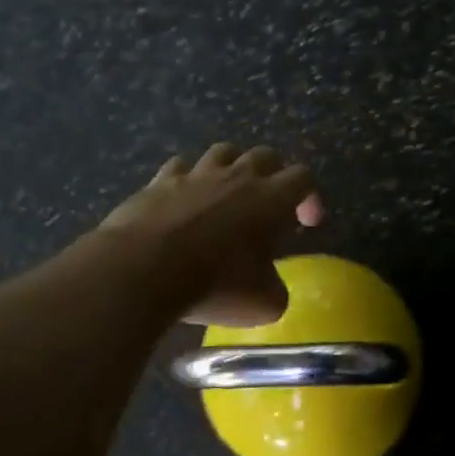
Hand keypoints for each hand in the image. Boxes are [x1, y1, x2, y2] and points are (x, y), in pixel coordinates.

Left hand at [99, 143, 323, 327]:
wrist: (144, 270)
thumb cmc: (215, 285)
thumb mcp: (264, 303)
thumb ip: (276, 288)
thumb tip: (270, 285)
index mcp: (272, 199)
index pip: (303, 177)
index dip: (310, 197)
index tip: (307, 223)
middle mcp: (238, 176)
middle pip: (266, 155)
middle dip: (274, 175)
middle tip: (269, 206)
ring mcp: (196, 174)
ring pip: (224, 152)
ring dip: (233, 168)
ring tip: (228, 194)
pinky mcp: (159, 181)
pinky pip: (181, 167)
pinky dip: (189, 180)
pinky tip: (184, 200)